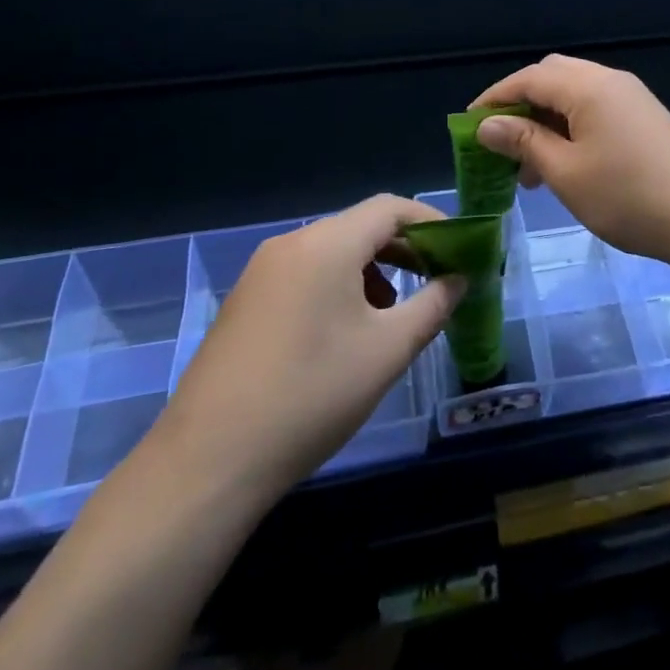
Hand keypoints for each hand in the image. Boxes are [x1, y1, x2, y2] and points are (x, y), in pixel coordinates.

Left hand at [158, 195, 462, 503]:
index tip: (460, 248)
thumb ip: (433, 306)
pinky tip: (347, 333)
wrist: (208, 462)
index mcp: (326, 244)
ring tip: (394, 315)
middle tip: (438, 279)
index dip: (431, 221)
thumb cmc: (312, 395)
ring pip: (333, 253)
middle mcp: (291, 244)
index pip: (390, 208)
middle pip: (360, 227)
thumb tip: (458, 280)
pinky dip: (339, 287)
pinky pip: (306, 275)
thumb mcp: (388, 351)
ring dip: (373, 271)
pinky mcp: (245, 302)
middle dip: (405, 249)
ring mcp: (261, 273)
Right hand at [470, 55, 669, 268]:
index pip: (528, 78)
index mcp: (588, 86)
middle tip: (499, 143)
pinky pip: (595, 109)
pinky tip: (563, 165)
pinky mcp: (644, 117)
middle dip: (520, 105)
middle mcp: (610, 80)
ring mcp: (631, 98)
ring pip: (574, 94)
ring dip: (545, 120)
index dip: (494, 98)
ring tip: (527, 167)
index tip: (468, 127)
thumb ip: (524, 142)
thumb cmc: (629, 196)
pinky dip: (570, 127)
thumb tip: (486, 125)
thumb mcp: (566, 173)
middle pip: (551, 77)